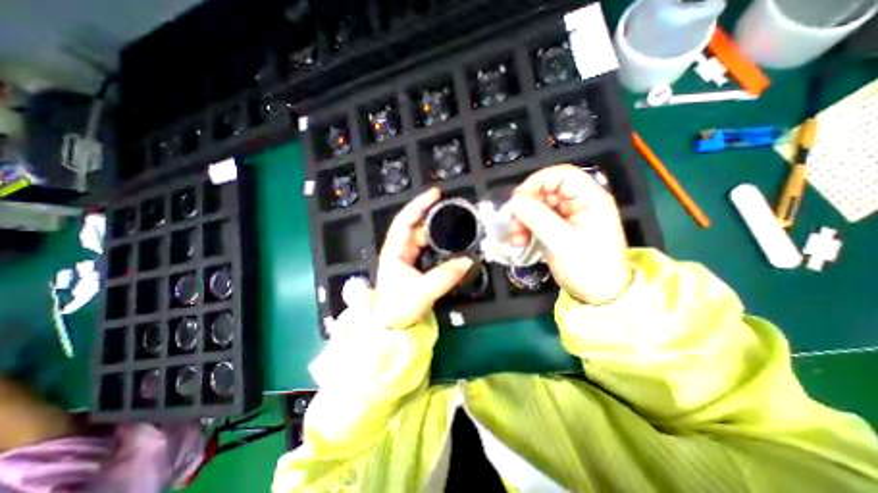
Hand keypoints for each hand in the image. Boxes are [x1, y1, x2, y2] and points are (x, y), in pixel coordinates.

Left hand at [376, 186, 477, 329]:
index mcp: (395, 250)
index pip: (405, 220)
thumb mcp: (422, 292)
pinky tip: (449, 240)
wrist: (392, 325)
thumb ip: (445, 276)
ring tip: (455, 222)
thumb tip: (468, 261)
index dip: (419, 205)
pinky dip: (437, 241)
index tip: (435, 193)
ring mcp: (406, 256)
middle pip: (415, 225)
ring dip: (436, 228)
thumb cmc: (399, 307)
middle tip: (453, 209)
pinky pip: (426, 246)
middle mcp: (399, 249)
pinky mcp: (413, 264)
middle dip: (432, 215)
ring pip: (422, 236)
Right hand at [508, 165, 631, 303]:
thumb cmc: (587, 268)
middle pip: (546, 191)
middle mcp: (579, 203)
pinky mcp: (560, 228)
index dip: (536, 182)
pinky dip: (527, 228)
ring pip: (538, 206)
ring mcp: (569, 216)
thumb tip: (513, 200)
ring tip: (516, 239)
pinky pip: (538, 220)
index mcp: (589, 199)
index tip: (517, 201)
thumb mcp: (560, 241)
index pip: (561, 175)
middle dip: (525, 207)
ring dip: (523, 220)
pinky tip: (521, 241)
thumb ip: (536, 217)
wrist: (600, 296)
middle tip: (513, 226)